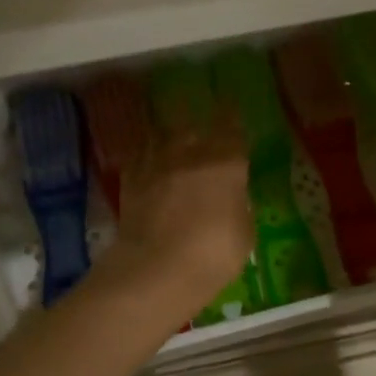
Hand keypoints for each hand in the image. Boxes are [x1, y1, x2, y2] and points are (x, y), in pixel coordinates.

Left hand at [105, 114, 252, 304]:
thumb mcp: (244, 233)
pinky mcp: (130, 182)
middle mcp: (190, 154)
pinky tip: (147, 161)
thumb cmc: (213, 254)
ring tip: (169, 132)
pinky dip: (145, 156)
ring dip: (167, 133)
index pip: (232, 128)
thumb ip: (240, 207)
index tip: (231, 105)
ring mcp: (156, 165)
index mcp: (226, 163)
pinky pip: (139, 158)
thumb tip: (233, 197)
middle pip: (192, 123)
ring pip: (161, 135)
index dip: (232, 116)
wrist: (156, 269)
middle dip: (196, 117)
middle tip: (198, 112)